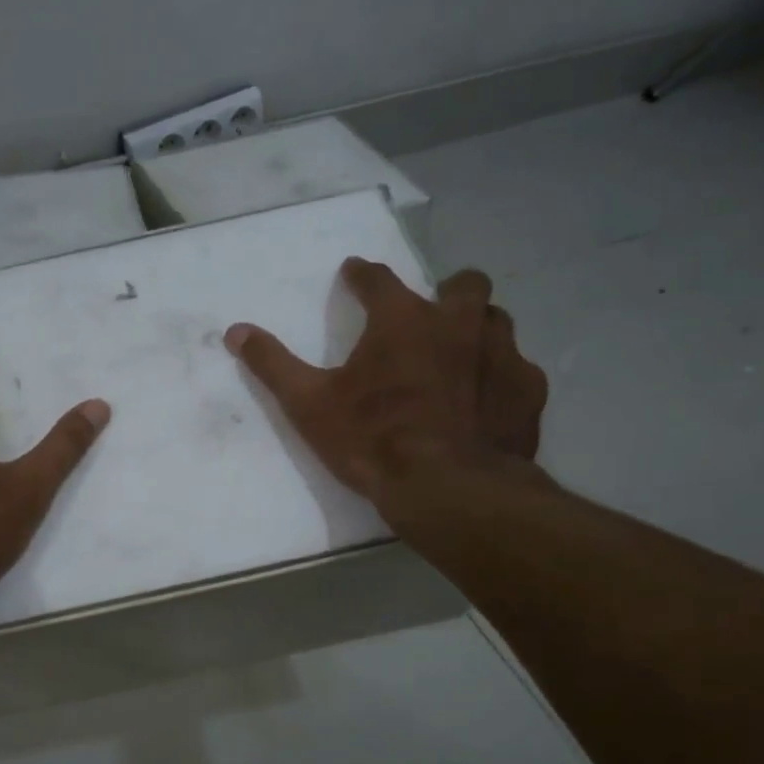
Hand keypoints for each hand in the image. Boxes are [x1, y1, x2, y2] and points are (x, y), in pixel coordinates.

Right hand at [223, 261, 546, 519]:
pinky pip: (518, 370)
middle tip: (428, 317)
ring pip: (496, 321)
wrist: (448, 490)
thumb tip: (235, 331)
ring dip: (476, 330)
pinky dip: (501, 378)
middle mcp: (459, 323)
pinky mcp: (527, 391)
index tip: (354, 273)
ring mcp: (502, 354)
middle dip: (445, 291)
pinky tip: (487, 402)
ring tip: (459, 357)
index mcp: (403, 320)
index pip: (378, 279)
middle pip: (463, 284)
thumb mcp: (308, 404)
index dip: (362, 275)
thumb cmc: (372, 440)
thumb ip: (273, 364)